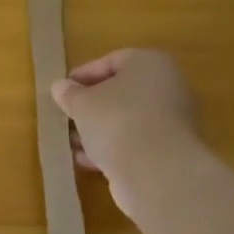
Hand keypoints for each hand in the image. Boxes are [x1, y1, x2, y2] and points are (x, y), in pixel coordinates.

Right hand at [50, 48, 200, 219]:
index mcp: (150, 63)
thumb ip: (69, 93)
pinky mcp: (168, 151)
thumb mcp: (82, 103)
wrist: (157, 172)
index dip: (83, 75)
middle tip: (67, 116)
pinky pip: (134, 142)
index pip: (112, 61)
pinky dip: (112, 148)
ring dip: (98, 129)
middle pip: (121, 92)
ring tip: (72, 142)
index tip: (62, 91)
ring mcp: (171, 121)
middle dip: (90, 106)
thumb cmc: (117, 121)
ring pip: (127, 119)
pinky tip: (87, 160)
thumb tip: (61, 87)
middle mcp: (167, 87)